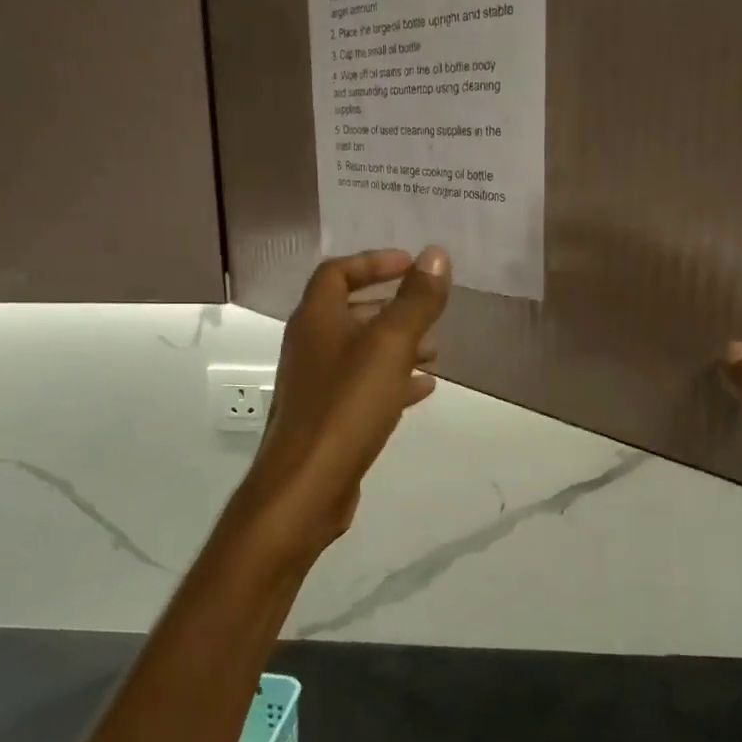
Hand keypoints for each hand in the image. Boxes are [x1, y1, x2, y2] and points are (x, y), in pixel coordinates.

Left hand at [236, 246, 451, 556]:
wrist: (305, 487)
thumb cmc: (346, 406)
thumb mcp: (390, 345)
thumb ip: (416, 300)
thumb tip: (436, 254)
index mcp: (316, 319)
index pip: (337, 271)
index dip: (373, 262)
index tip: (410, 265)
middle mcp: (310, 345)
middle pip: (350, 311)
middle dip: (392, 307)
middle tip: (428, 312)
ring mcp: (316, 384)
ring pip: (360, 351)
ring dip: (397, 345)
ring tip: (435, 352)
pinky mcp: (326, 417)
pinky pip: (363, 386)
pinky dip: (392, 380)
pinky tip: (422, 389)